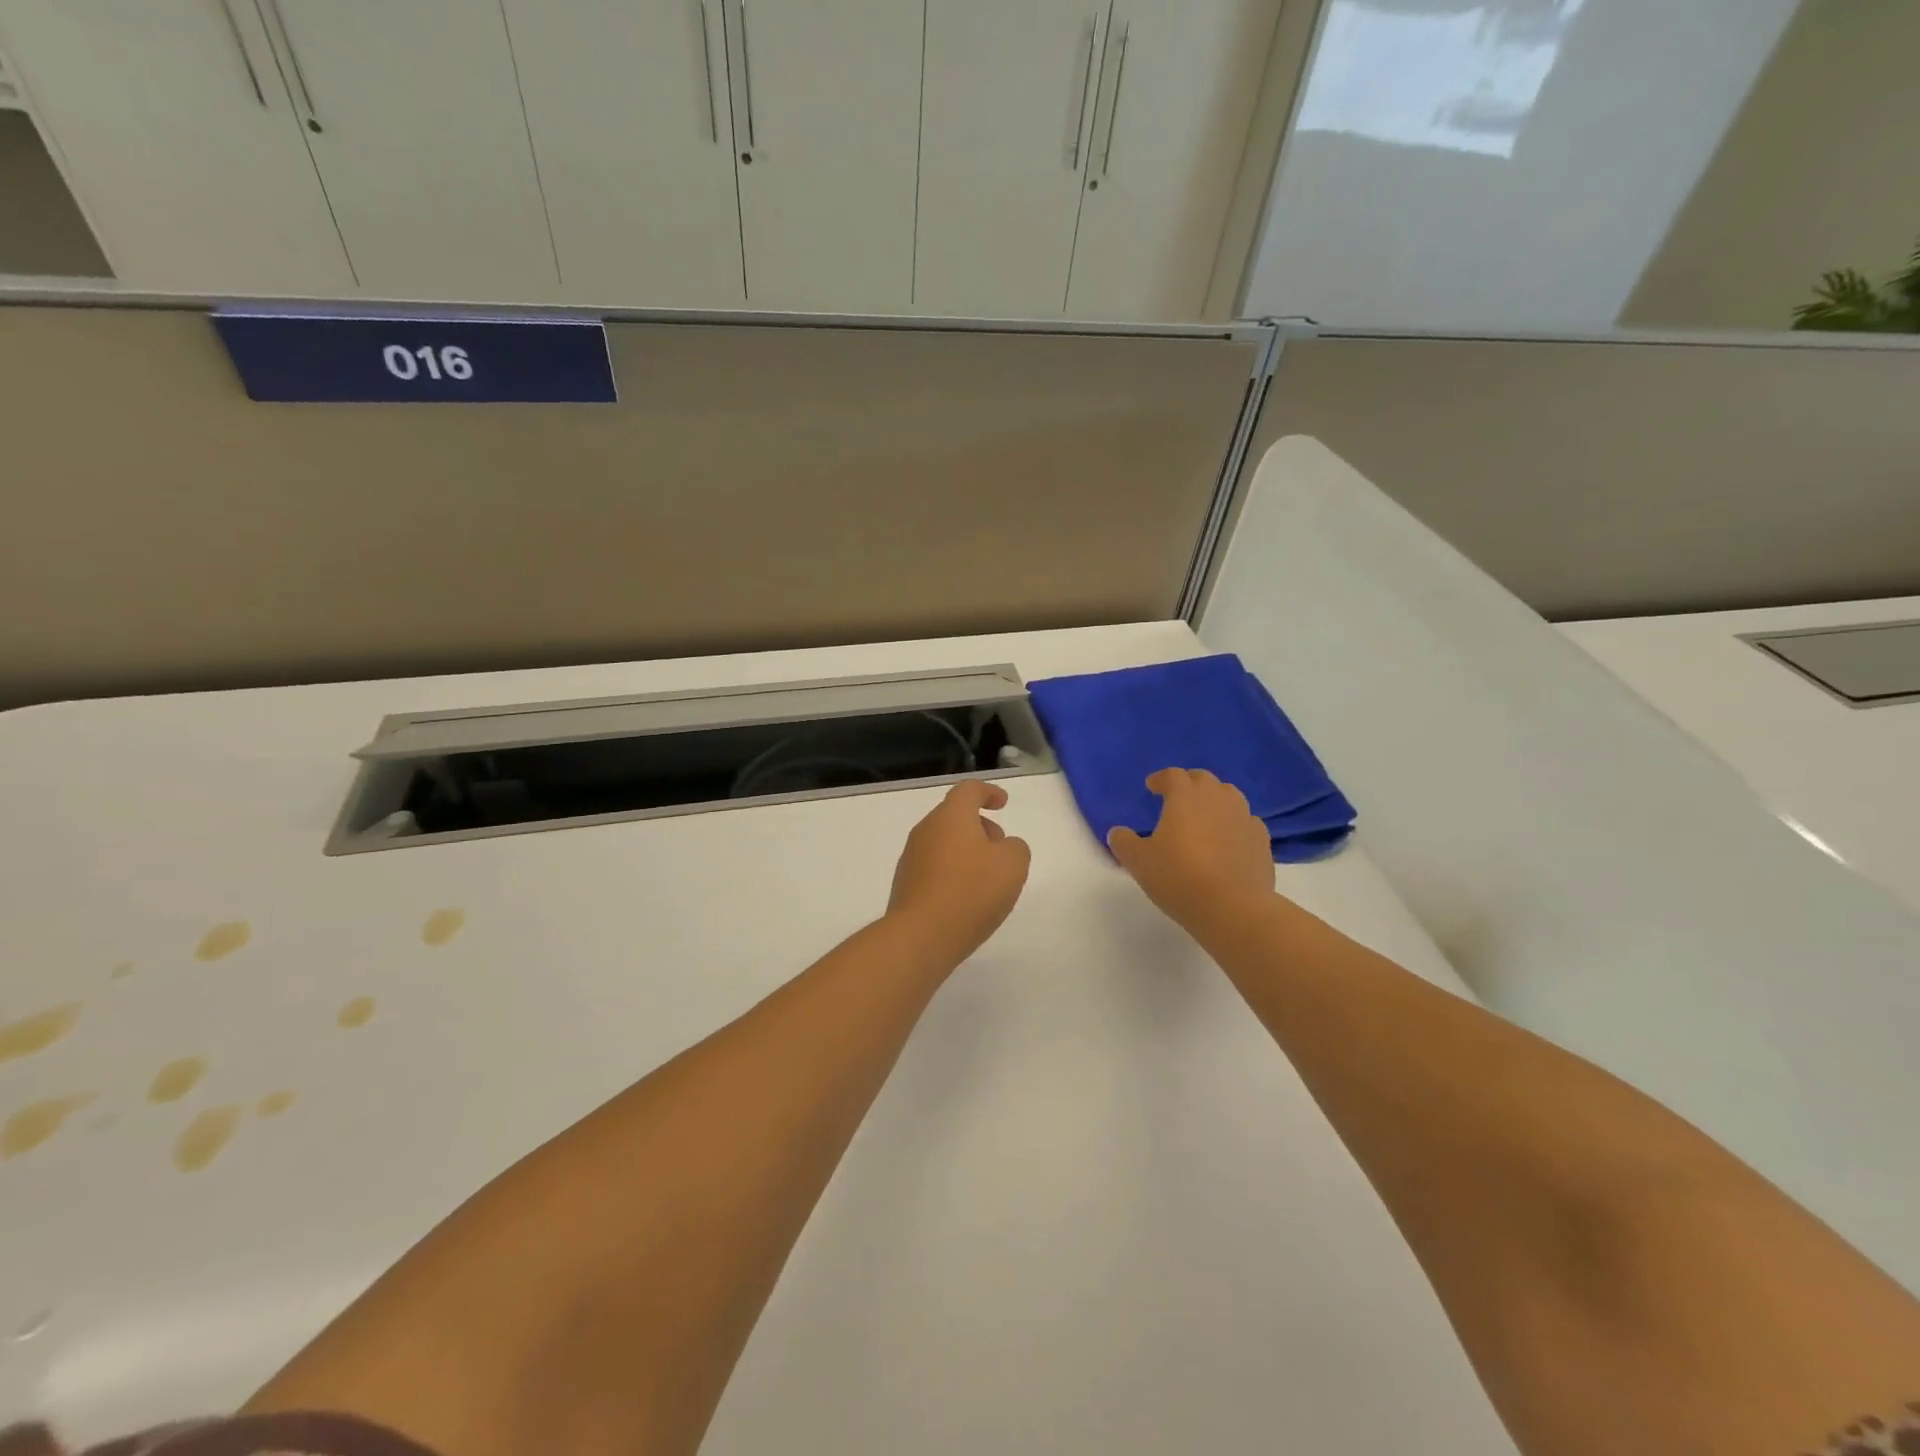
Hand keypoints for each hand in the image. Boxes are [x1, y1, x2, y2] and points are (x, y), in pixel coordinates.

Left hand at [886, 779, 1031, 965]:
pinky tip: (966, 899)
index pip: (968, 790)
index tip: (1003, 803)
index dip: (988, 792)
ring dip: (967, 852)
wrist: (920, 936)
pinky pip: (934, 868)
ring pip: (944, 843)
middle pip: (955, 817)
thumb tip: (1003, 847)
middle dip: (981, 827)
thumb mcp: (1012, 865)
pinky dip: (953, 873)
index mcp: (951, 817)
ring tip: (987, 880)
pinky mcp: (906, 885)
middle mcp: (926, 830)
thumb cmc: (971, 892)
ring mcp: (912, 858)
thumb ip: (1015, 848)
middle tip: (1001, 850)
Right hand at [1108, 769, 1272, 929]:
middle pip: (1204, 779)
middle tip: (1177, 798)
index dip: (1161, 778)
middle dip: (1189, 784)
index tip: (1151, 787)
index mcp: (1186, 797)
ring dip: (1215, 799)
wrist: (1232, 907)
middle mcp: (1217, 799)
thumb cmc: (1179, 877)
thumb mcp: (1138, 861)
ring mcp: (1244, 818)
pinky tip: (1229, 839)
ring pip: (1230, 796)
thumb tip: (1118, 832)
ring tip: (1204, 816)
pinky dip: (1235, 824)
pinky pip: (1247, 821)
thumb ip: (1124, 842)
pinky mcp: (1262, 841)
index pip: (1173, 775)